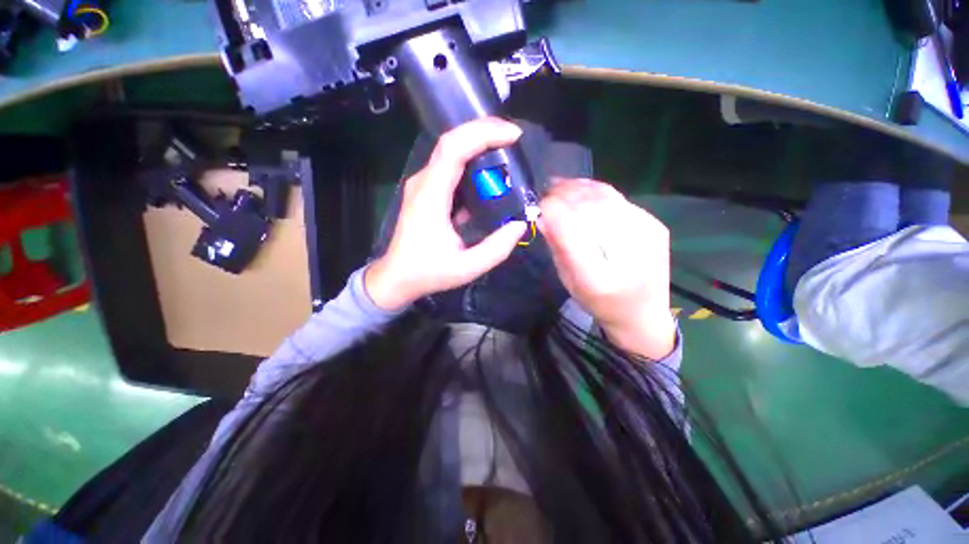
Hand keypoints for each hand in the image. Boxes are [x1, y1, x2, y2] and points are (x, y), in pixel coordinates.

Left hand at [365, 118, 527, 310]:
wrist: (397, 278)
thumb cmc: (428, 272)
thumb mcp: (467, 267)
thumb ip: (497, 248)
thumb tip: (520, 224)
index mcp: (431, 196)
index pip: (454, 148)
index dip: (483, 134)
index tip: (513, 136)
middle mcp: (424, 182)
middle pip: (452, 142)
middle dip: (484, 132)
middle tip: (513, 138)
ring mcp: (423, 186)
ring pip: (450, 152)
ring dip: (478, 146)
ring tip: (506, 152)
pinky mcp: (426, 192)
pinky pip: (449, 169)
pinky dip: (471, 164)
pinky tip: (488, 174)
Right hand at [539, 179, 675, 359]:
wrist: (642, 313)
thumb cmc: (598, 303)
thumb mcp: (569, 281)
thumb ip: (556, 247)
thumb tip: (541, 216)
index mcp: (596, 278)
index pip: (570, 229)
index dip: (552, 210)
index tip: (539, 205)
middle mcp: (626, 253)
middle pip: (588, 209)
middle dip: (563, 196)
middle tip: (547, 192)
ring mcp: (646, 235)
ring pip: (605, 197)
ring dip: (578, 189)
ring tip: (560, 185)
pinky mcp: (654, 225)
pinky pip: (619, 198)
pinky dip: (596, 190)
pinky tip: (582, 190)